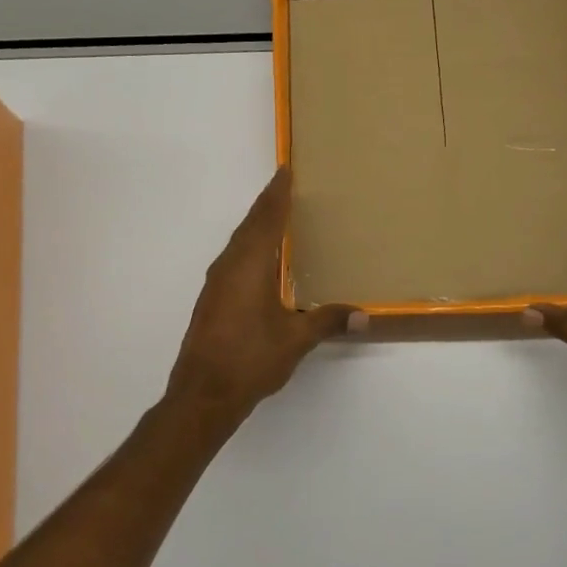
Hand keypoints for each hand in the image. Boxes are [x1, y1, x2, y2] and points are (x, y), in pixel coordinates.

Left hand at [166, 169, 355, 428]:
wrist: (202, 395)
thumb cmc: (250, 359)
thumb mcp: (295, 340)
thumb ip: (328, 321)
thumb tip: (363, 315)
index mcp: (249, 265)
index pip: (266, 219)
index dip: (277, 194)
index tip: (285, 171)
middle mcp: (229, 267)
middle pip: (249, 226)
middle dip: (267, 205)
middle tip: (285, 187)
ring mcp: (216, 284)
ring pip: (238, 243)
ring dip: (256, 226)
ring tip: (278, 218)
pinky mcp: (212, 301)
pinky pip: (233, 260)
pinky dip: (249, 248)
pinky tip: (262, 262)